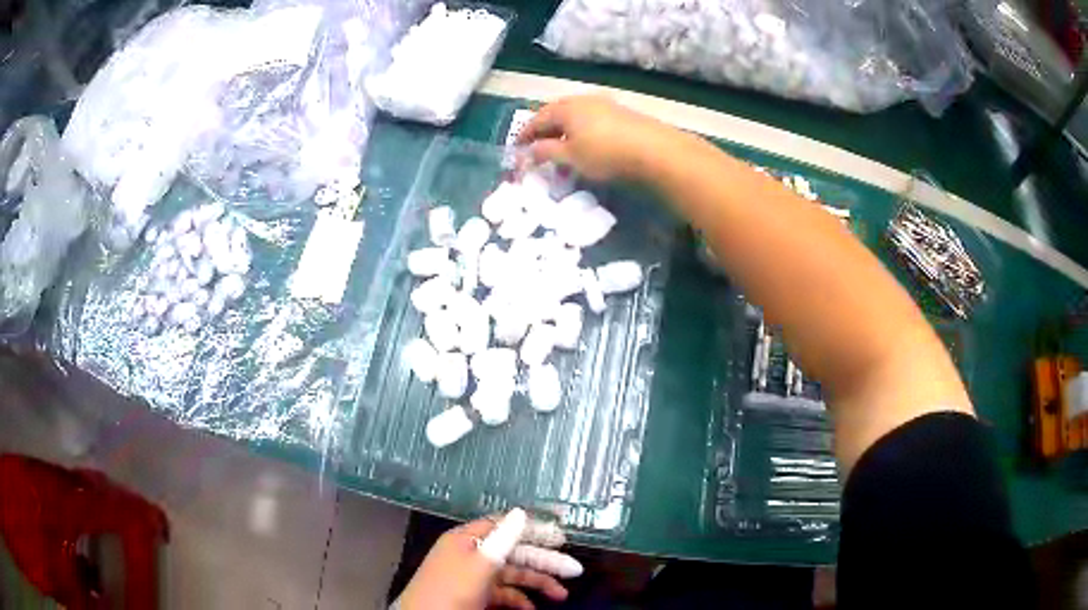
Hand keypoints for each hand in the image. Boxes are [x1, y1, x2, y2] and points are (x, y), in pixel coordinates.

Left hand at [396, 517, 568, 609]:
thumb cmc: (451, 589)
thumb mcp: (480, 564)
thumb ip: (503, 538)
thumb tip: (521, 511)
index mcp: (467, 539)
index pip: (505, 526)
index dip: (534, 529)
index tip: (562, 536)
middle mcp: (471, 554)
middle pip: (513, 552)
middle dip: (544, 561)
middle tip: (574, 571)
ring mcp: (472, 577)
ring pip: (511, 575)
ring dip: (536, 583)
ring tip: (561, 595)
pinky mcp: (473, 596)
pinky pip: (502, 593)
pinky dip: (518, 599)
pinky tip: (531, 608)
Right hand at [516, 95, 675, 181]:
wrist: (654, 150)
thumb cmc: (605, 153)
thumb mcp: (571, 157)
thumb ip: (547, 152)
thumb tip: (530, 151)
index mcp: (565, 108)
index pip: (537, 119)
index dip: (525, 134)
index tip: (516, 147)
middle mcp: (582, 100)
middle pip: (556, 113)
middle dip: (544, 129)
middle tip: (536, 145)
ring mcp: (604, 104)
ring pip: (574, 115)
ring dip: (563, 130)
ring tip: (560, 146)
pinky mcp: (620, 113)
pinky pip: (590, 119)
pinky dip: (580, 130)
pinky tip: (585, 143)